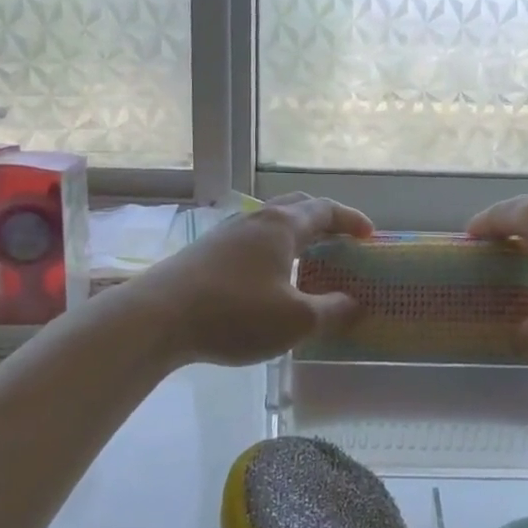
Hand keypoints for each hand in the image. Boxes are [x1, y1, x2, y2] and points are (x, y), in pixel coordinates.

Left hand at [139, 193, 372, 365]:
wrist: (157, 317)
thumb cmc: (235, 313)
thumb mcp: (295, 320)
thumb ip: (331, 311)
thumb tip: (355, 303)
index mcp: (282, 226)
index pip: (326, 209)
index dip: (351, 220)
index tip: (370, 235)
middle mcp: (255, 220)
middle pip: (297, 207)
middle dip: (324, 219)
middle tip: (342, 240)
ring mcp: (226, 233)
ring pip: (270, 223)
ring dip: (296, 234)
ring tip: (307, 259)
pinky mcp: (205, 252)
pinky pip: (251, 240)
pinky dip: (272, 249)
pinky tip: (268, 278)